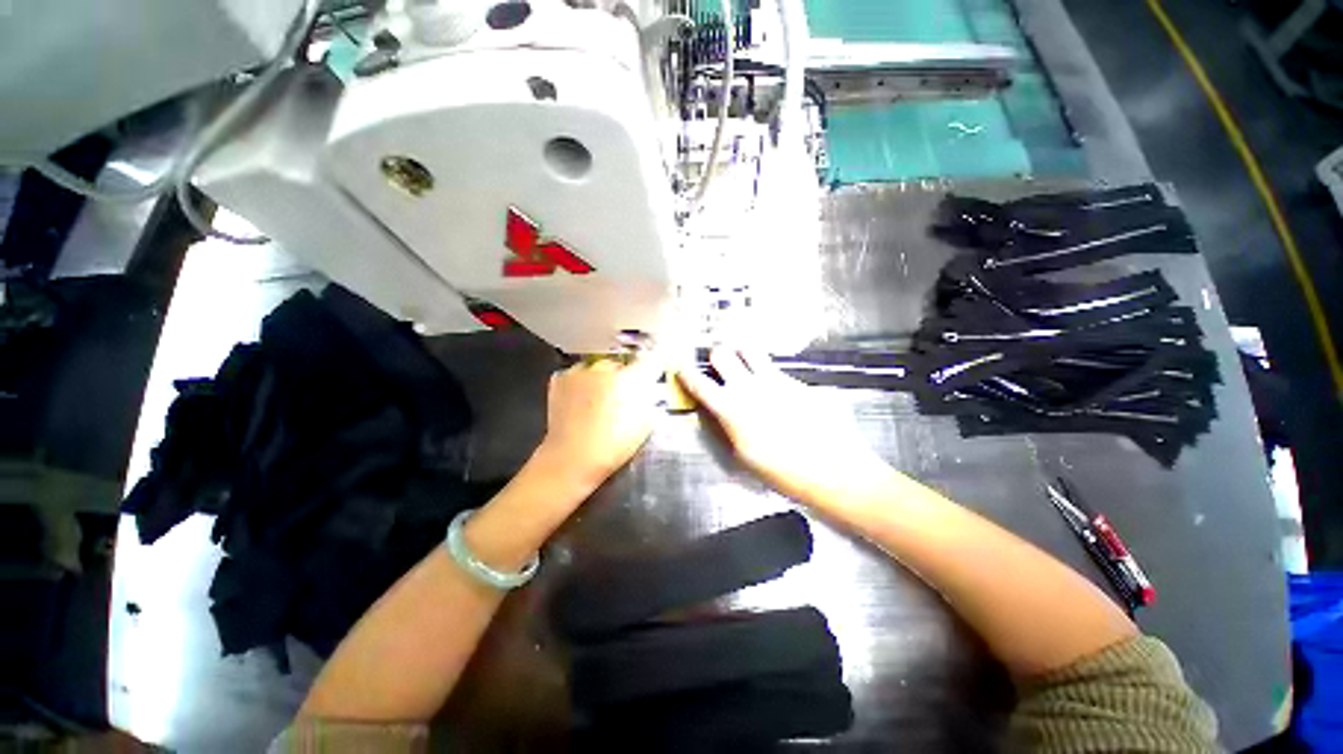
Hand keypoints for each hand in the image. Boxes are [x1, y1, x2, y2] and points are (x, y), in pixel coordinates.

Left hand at [534, 355, 662, 493]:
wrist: (571, 458)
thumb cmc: (613, 446)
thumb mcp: (645, 424)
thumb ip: (651, 399)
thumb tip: (650, 388)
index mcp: (632, 378)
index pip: (650, 359)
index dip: (653, 366)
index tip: (653, 373)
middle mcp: (606, 367)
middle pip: (622, 364)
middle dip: (625, 376)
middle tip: (623, 397)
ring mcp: (581, 371)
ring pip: (598, 368)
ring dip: (602, 379)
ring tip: (600, 401)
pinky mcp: (560, 378)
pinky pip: (578, 374)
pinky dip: (582, 383)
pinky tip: (582, 401)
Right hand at [677, 348, 892, 506]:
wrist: (834, 469)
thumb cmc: (783, 471)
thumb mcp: (744, 456)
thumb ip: (726, 427)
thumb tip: (717, 411)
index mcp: (731, 408)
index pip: (699, 383)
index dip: (685, 372)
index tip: (679, 366)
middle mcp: (749, 386)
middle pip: (722, 353)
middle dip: (715, 356)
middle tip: (717, 365)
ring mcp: (775, 379)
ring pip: (750, 350)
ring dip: (741, 354)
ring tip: (743, 364)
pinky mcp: (797, 380)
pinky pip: (776, 368)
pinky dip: (768, 372)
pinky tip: (778, 390)